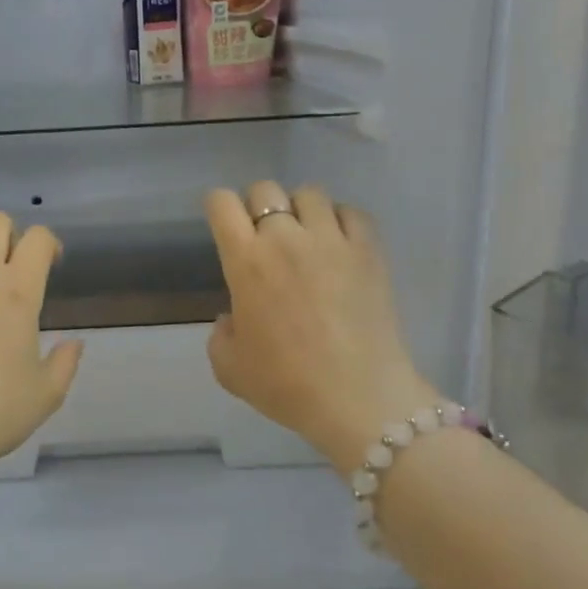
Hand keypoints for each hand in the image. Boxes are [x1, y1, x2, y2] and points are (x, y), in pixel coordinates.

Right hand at [205, 182, 438, 476]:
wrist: (359, 399)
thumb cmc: (287, 384)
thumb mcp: (229, 367)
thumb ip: (221, 333)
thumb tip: (234, 317)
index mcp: (246, 261)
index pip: (222, 203)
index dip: (218, 207)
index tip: (224, 225)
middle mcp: (286, 238)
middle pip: (265, 189)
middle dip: (258, 207)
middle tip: (265, 237)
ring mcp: (332, 240)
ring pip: (310, 193)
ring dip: (301, 210)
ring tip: (305, 237)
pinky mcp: (369, 251)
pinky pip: (352, 212)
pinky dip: (341, 220)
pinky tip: (339, 245)